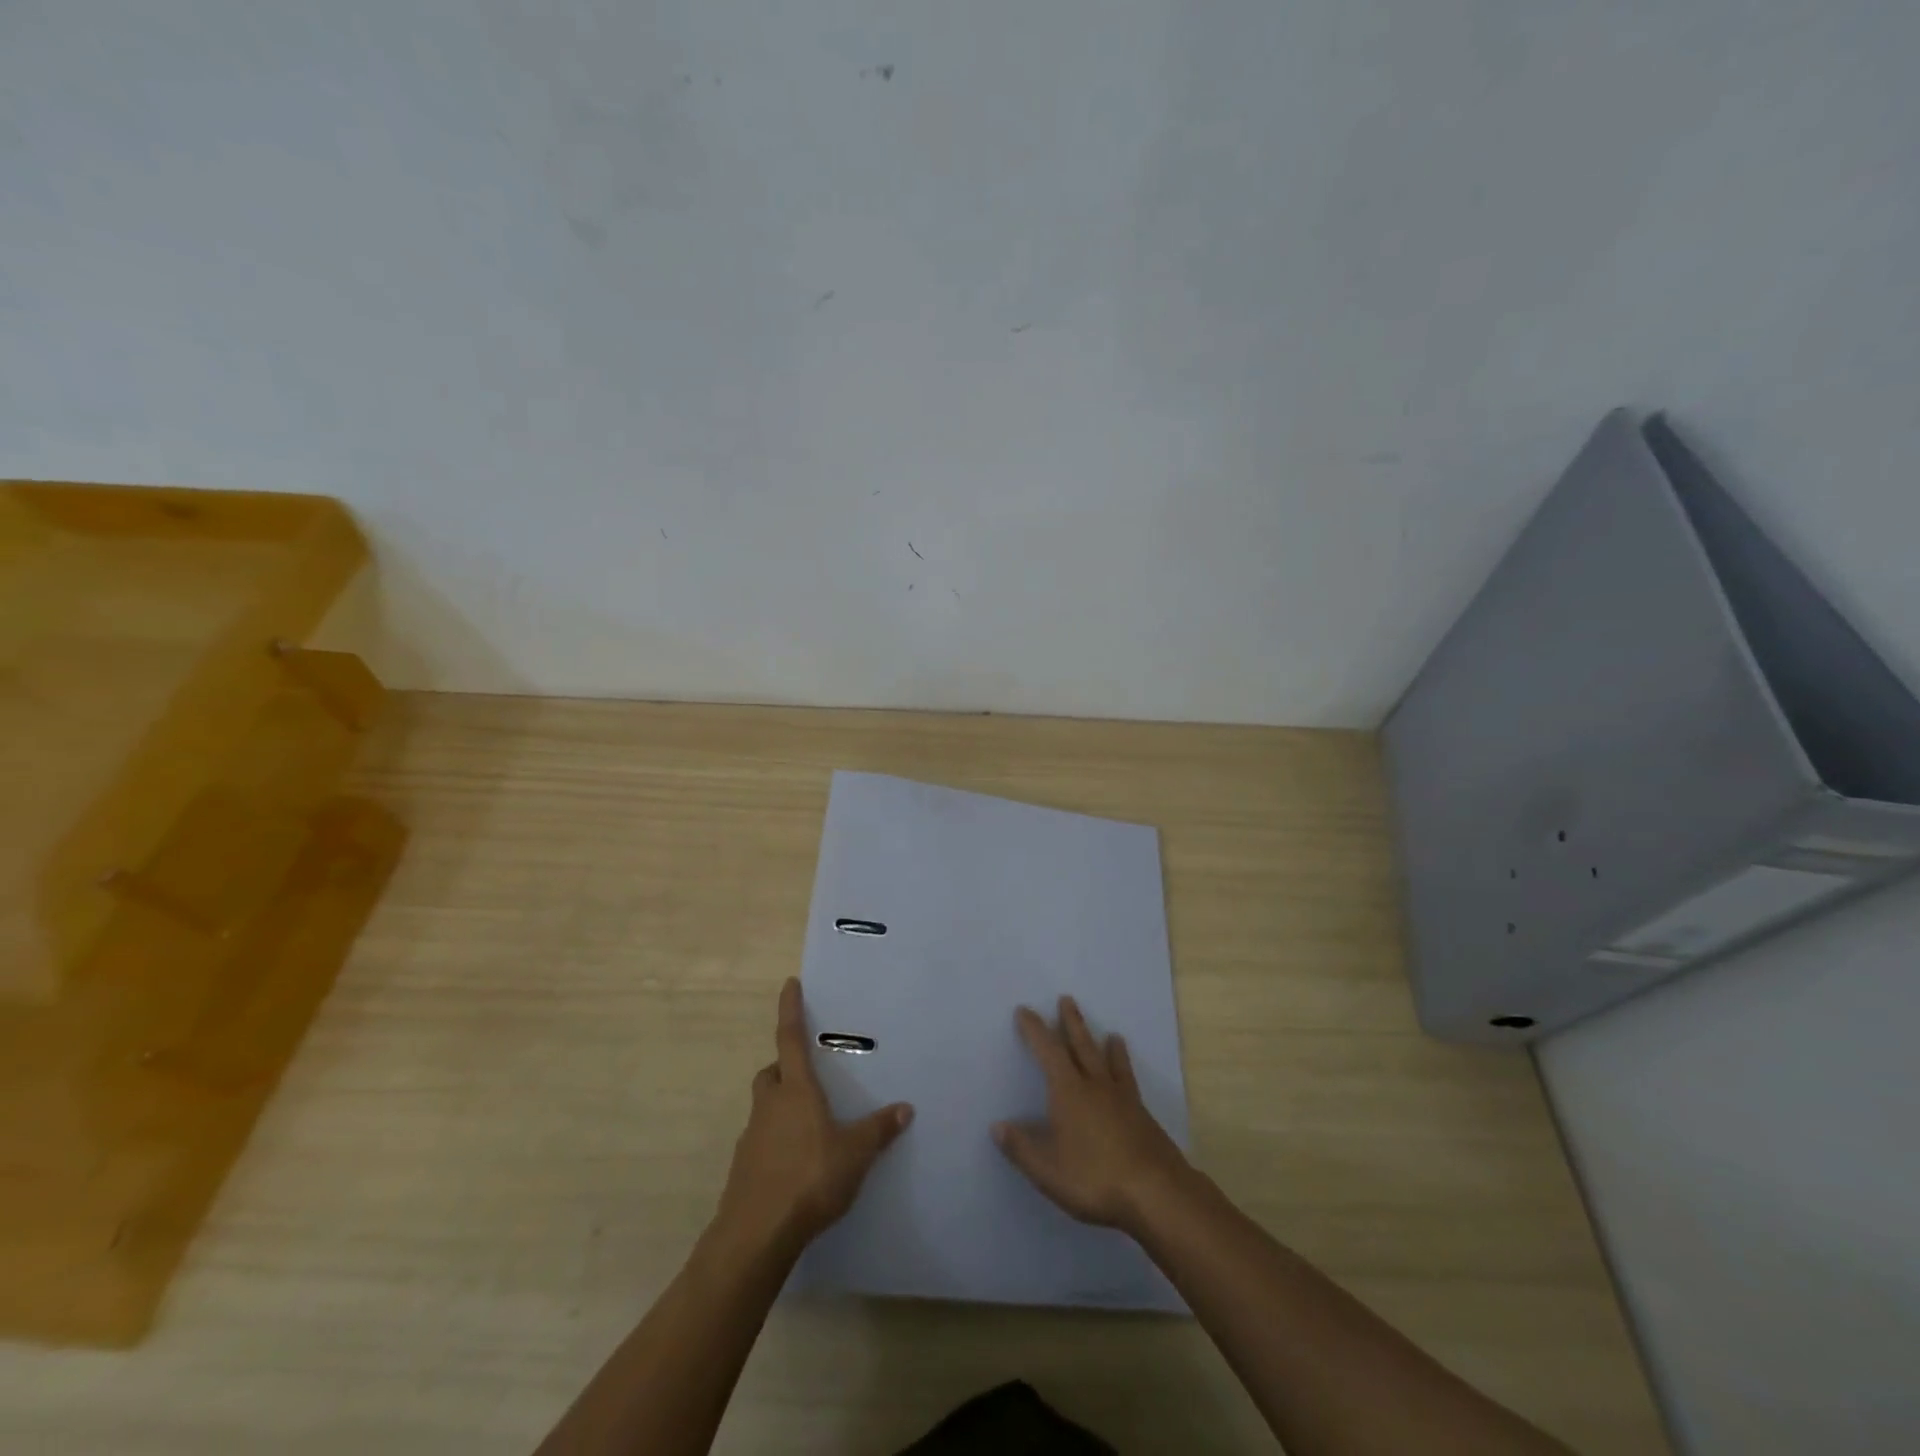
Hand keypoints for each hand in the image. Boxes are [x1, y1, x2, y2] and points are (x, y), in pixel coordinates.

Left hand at [715, 978, 913, 1253]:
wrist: (756, 1235)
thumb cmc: (809, 1179)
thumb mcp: (855, 1154)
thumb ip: (879, 1130)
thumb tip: (905, 1108)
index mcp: (796, 1091)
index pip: (791, 1039)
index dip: (790, 1010)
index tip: (789, 984)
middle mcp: (770, 1105)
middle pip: (771, 1074)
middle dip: (784, 1069)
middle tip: (806, 1077)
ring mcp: (752, 1137)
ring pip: (764, 1107)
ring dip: (779, 1106)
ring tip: (808, 1125)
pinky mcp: (743, 1168)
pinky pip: (760, 1141)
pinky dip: (775, 1141)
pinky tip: (795, 1163)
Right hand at [994, 996, 1191, 1236]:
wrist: (1156, 1191)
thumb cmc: (1094, 1177)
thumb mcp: (1047, 1169)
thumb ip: (1021, 1147)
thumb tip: (997, 1126)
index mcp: (1069, 1091)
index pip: (1048, 1051)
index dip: (1035, 1030)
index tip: (1025, 1010)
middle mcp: (1096, 1085)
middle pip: (1082, 1046)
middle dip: (1071, 1022)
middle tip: (1067, 999)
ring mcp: (1123, 1099)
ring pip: (1110, 1062)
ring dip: (1106, 1045)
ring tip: (1111, 1034)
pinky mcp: (1142, 1116)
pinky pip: (1129, 1082)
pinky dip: (1126, 1071)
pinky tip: (1129, 1080)